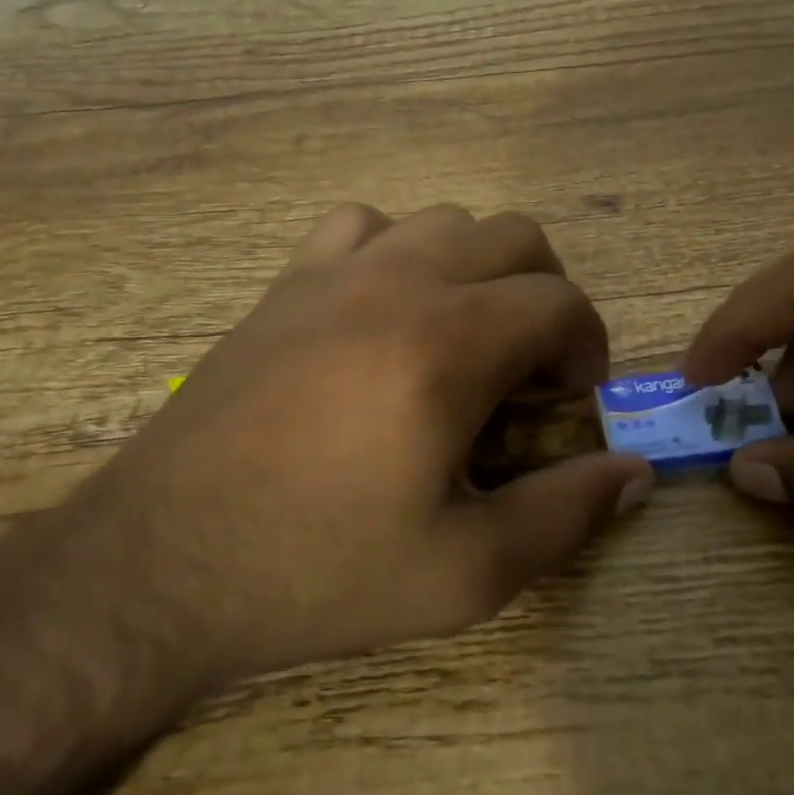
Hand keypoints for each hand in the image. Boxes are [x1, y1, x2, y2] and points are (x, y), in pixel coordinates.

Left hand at [54, 203, 652, 710]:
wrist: (161, 561)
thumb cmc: (316, 571)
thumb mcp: (462, 574)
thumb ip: (562, 514)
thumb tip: (632, 471)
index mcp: (449, 344)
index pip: (560, 301)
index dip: (587, 344)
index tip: (570, 399)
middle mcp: (399, 282)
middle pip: (514, 236)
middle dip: (545, 293)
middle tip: (528, 368)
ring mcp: (335, 270)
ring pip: (443, 220)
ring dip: (476, 268)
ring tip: (462, 336)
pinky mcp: (286, 281)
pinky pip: (361, 223)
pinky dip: (395, 248)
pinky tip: (382, 308)